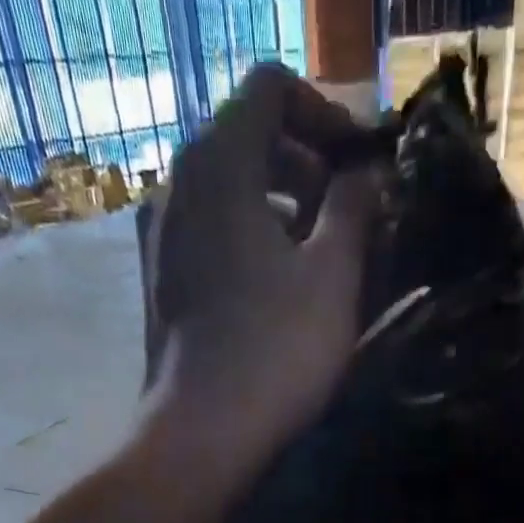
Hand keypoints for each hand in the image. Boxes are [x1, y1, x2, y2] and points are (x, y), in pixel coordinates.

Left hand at [141, 63, 380, 488]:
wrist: (201, 434)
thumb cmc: (275, 351)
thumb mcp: (333, 275)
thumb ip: (354, 208)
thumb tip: (366, 176)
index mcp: (217, 162)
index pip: (270, 88)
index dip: (324, 113)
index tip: (358, 166)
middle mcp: (175, 184)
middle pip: (245, 139)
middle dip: (304, 165)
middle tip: (348, 215)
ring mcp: (159, 237)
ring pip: (226, 193)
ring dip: (278, 208)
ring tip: (318, 258)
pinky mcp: (158, 283)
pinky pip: (208, 236)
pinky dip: (246, 242)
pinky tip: (276, 290)